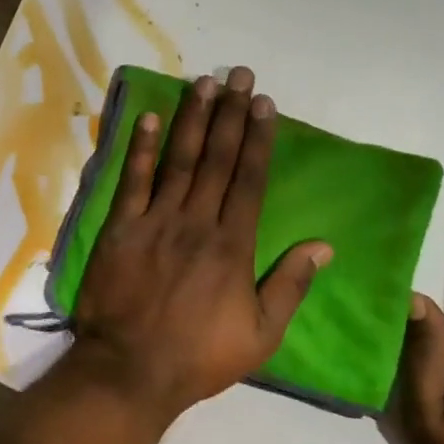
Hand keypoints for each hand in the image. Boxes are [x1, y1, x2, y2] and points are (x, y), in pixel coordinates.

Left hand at [71, 66, 332, 423]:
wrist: (131, 369)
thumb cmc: (200, 356)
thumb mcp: (261, 334)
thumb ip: (290, 285)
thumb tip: (324, 245)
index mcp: (233, 244)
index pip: (250, 179)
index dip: (258, 138)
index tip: (264, 103)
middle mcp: (196, 221)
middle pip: (217, 158)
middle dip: (230, 114)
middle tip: (238, 74)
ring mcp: (155, 221)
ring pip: (179, 160)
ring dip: (192, 119)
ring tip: (203, 83)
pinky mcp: (120, 227)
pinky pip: (132, 180)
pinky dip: (141, 148)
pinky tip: (150, 118)